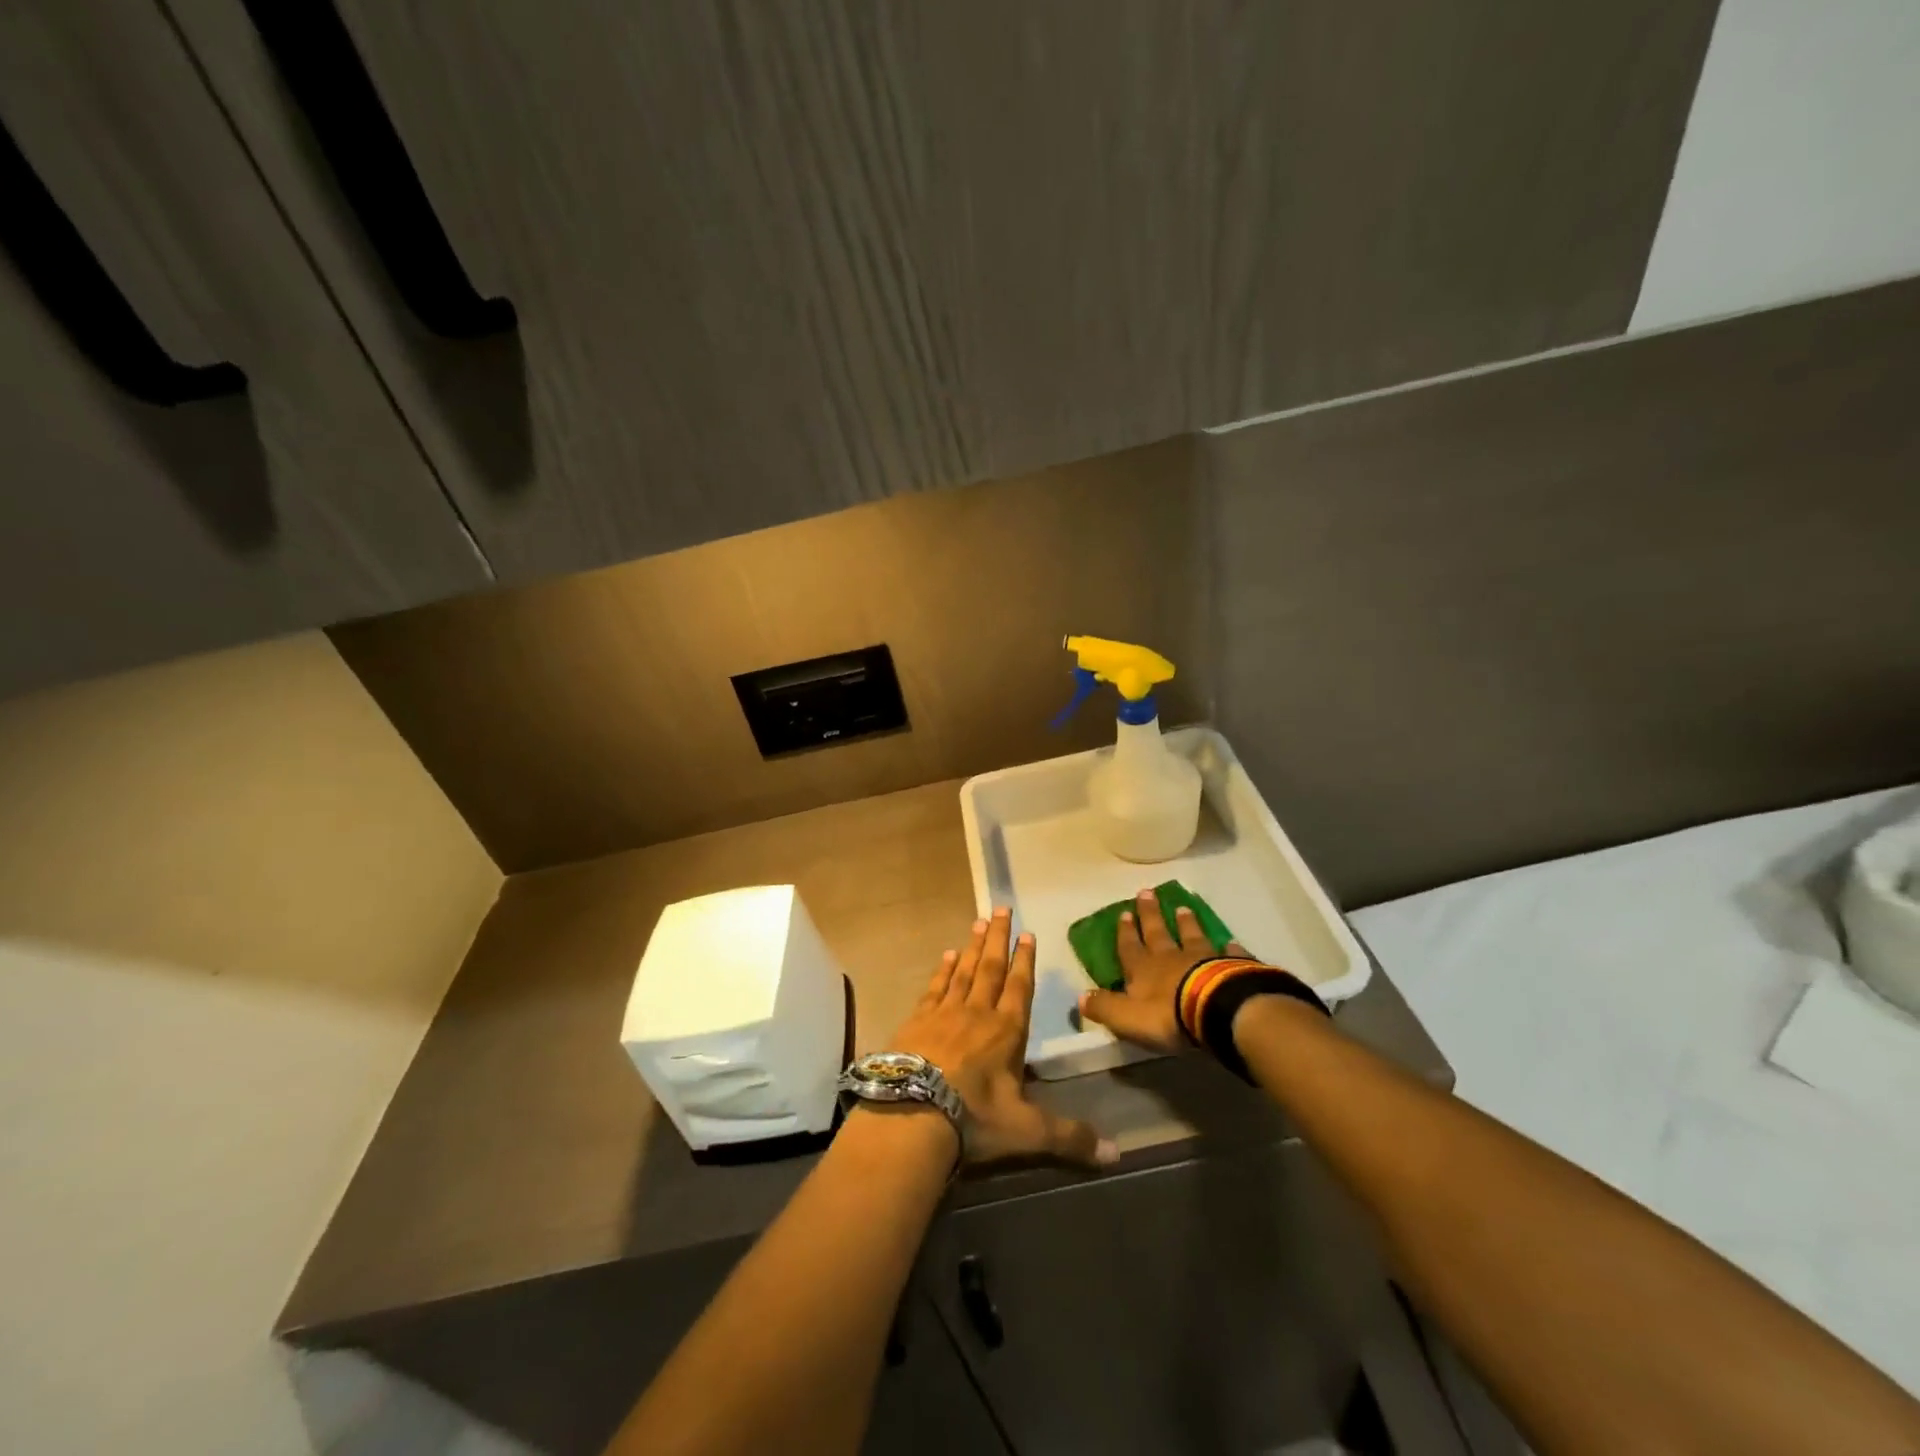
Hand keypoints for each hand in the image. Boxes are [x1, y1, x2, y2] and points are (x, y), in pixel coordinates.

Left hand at [887, 908, 1116, 1169]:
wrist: (913, 1113)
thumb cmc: (974, 1118)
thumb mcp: (1027, 1132)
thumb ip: (1070, 1137)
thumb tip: (1117, 1154)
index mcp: (1006, 1032)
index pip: (1019, 988)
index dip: (1025, 961)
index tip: (1028, 933)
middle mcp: (977, 1013)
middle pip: (990, 968)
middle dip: (998, 939)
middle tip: (1001, 908)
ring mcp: (944, 1013)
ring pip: (963, 971)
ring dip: (973, 947)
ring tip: (978, 922)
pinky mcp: (916, 1020)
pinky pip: (934, 987)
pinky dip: (943, 970)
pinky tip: (947, 955)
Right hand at [1077, 886, 1249, 1051]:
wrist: (1217, 1011)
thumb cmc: (1167, 1016)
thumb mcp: (1127, 1017)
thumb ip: (1104, 1007)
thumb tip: (1080, 997)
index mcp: (1143, 969)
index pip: (1130, 947)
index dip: (1125, 932)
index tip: (1123, 912)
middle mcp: (1170, 957)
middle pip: (1157, 932)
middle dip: (1150, 914)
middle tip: (1147, 892)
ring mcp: (1202, 958)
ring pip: (1191, 935)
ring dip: (1186, 922)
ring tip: (1182, 907)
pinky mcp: (1230, 966)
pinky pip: (1228, 953)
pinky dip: (1228, 947)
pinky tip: (1230, 941)